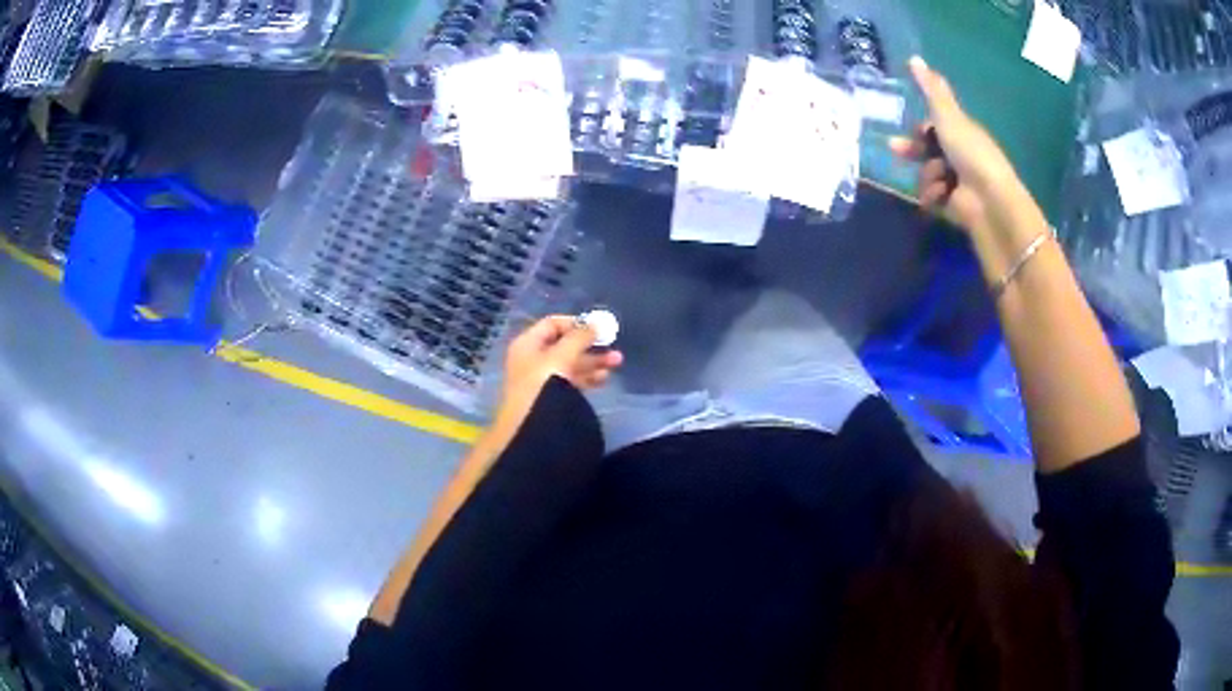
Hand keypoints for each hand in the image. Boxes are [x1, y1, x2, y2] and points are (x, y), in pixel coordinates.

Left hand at [498, 315, 623, 418]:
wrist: (532, 429)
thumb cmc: (543, 385)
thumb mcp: (562, 356)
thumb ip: (580, 337)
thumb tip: (595, 323)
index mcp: (528, 344)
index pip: (552, 324)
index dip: (576, 323)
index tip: (599, 328)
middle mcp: (532, 359)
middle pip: (564, 345)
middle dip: (590, 344)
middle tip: (613, 346)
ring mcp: (540, 380)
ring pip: (570, 364)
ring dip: (593, 361)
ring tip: (617, 362)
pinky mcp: (550, 398)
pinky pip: (571, 381)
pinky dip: (587, 378)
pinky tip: (603, 379)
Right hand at [890, 57, 1024, 235]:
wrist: (989, 201)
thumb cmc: (971, 153)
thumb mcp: (948, 115)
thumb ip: (931, 89)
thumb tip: (914, 58)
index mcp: (961, 133)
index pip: (935, 128)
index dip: (921, 129)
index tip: (913, 130)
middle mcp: (959, 157)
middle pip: (927, 151)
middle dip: (912, 151)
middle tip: (895, 150)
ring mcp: (956, 183)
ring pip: (926, 174)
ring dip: (927, 176)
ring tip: (939, 180)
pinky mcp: (952, 207)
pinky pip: (931, 198)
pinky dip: (932, 196)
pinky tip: (939, 197)